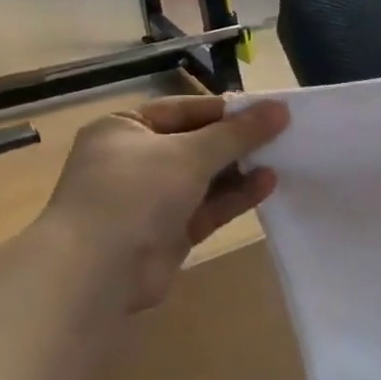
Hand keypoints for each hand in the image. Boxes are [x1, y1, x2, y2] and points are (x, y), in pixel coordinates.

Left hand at [40, 95, 289, 310]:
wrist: (97, 271)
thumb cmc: (135, 193)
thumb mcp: (191, 153)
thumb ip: (238, 133)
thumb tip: (280, 108)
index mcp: (124, 129)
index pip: (183, 110)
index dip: (226, 110)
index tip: (269, 111)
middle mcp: (135, 160)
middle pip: (197, 144)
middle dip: (237, 142)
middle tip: (283, 135)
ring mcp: (151, 199)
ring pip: (205, 178)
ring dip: (241, 169)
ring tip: (282, 159)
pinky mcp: (168, 231)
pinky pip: (208, 207)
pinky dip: (235, 196)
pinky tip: (268, 184)